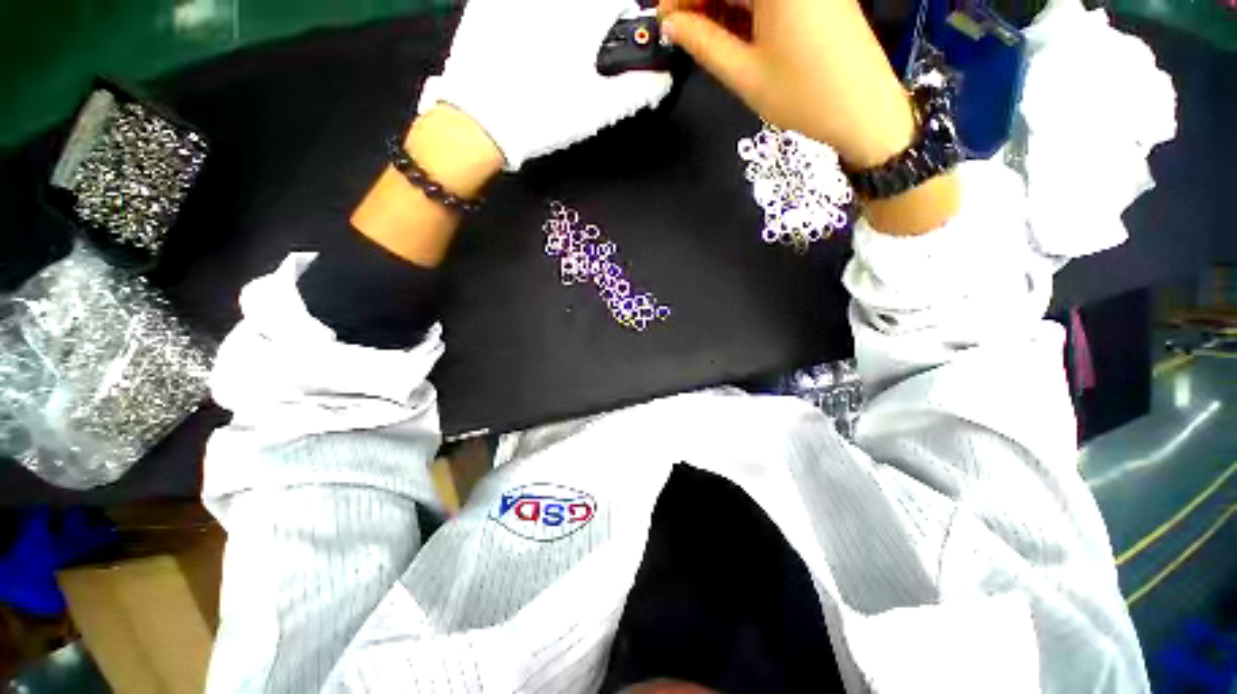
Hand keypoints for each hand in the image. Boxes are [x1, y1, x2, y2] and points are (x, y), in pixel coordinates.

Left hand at [420, 0, 673, 170]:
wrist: (479, 122)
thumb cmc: (542, 116)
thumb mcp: (596, 111)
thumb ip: (636, 92)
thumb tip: (662, 79)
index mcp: (581, 19)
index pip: (618, 1)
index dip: (625, 15)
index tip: (619, 34)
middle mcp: (551, 1)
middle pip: (586, 4)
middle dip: (593, 20)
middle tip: (587, 48)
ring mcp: (516, 0)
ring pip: (557, 5)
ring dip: (565, 20)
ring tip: (555, 56)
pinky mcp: (487, 3)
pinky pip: (516, 5)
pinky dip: (528, 18)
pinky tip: (527, 42)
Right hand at [660, 0, 915, 167]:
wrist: (863, 109)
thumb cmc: (806, 95)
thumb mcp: (745, 74)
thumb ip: (703, 44)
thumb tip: (672, 25)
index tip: (666, 19)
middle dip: (701, 2)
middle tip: (680, 33)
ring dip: (721, 8)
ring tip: (703, 41)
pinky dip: (745, 12)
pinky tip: (731, 36)